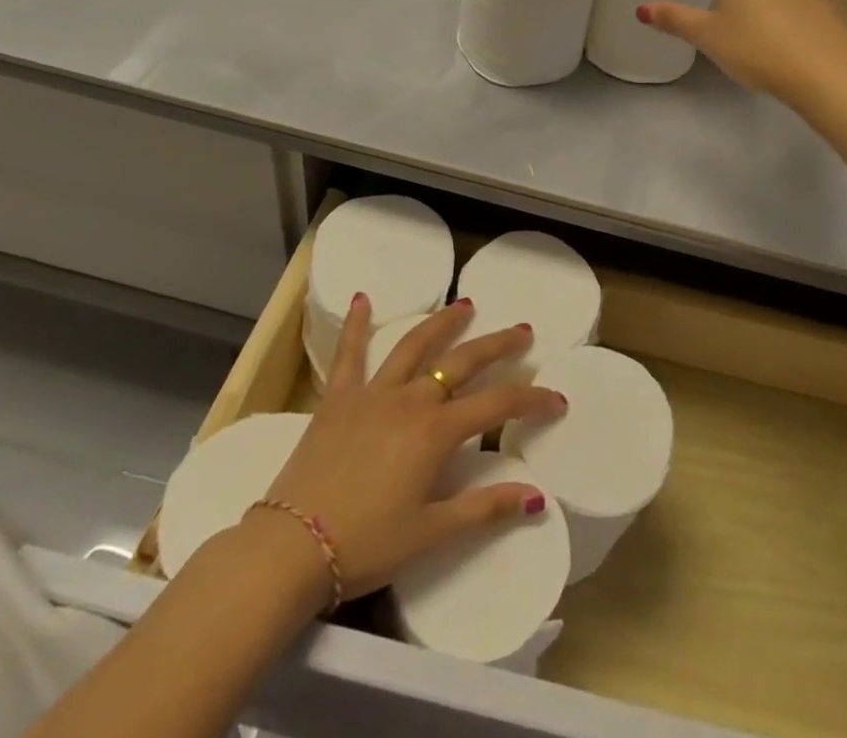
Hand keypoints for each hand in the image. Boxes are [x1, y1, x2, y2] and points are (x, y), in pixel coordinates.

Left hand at [249, 296, 563, 602]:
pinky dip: (358, 325)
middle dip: (497, 344)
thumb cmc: (365, 544)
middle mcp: (410, 400)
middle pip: (462, 362)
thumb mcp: (430, 532)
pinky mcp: (338, 398)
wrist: (290, 548)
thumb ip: (484, 509)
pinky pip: (350, 353)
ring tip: (465, 305)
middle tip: (522, 330)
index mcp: (436, 432)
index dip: (531, 399)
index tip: (556, 399)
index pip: (497, 405)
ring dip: (443, 323)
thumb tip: (537, 498)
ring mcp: (372, 393)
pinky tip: (364, 298)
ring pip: (415, 346)